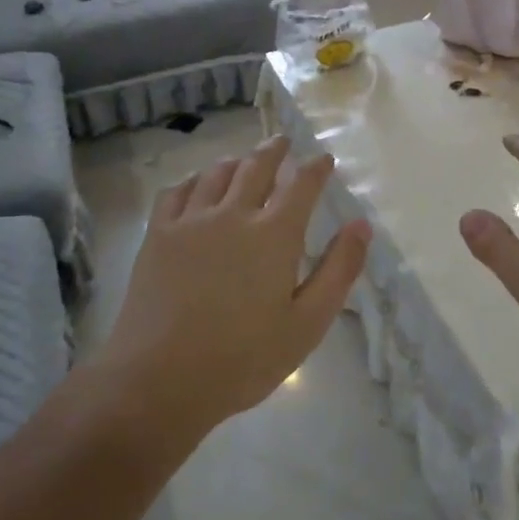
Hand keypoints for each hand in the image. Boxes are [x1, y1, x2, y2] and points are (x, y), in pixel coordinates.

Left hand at [97, 136, 371, 437]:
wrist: (160, 378)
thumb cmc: (243, 358)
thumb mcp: (308, 323)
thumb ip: (339, 270)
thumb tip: (361, 225)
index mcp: (274, 235)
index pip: (301, 185)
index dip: (315, 168)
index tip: (323, 158)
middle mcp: (233, 215)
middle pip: (256, 167)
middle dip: (274, 151)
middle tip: (283, 141)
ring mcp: (190, 221)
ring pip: (216, 174)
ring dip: (236, 161)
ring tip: (244, 159)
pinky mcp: (158, 235)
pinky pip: (176, 192)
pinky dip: (192, 180)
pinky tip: (195, 185)